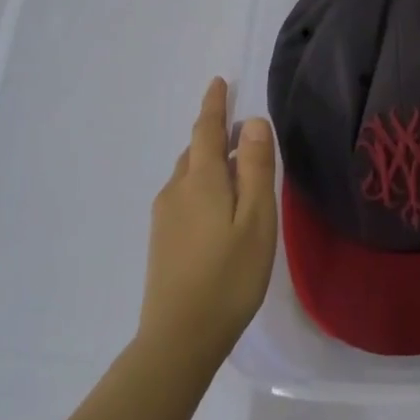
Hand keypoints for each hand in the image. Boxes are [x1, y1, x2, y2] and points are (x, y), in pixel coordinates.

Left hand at [140, 77, 277, 364]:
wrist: (180, 337)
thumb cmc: (230, 275)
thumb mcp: (256, 218)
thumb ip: (254, 167)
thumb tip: (252, 122)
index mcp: (200, 180)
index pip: (206, 129)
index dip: (215, 104)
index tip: (220, 82)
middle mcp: (176, 190)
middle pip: (195, 150)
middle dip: (215, 134)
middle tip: (242, 131)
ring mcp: (165, 217)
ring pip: (189, 175)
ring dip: (210, 162)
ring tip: (237, 169)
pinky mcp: (162, 240)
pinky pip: (185, 195)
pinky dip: (204, 185)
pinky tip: (221, 208)